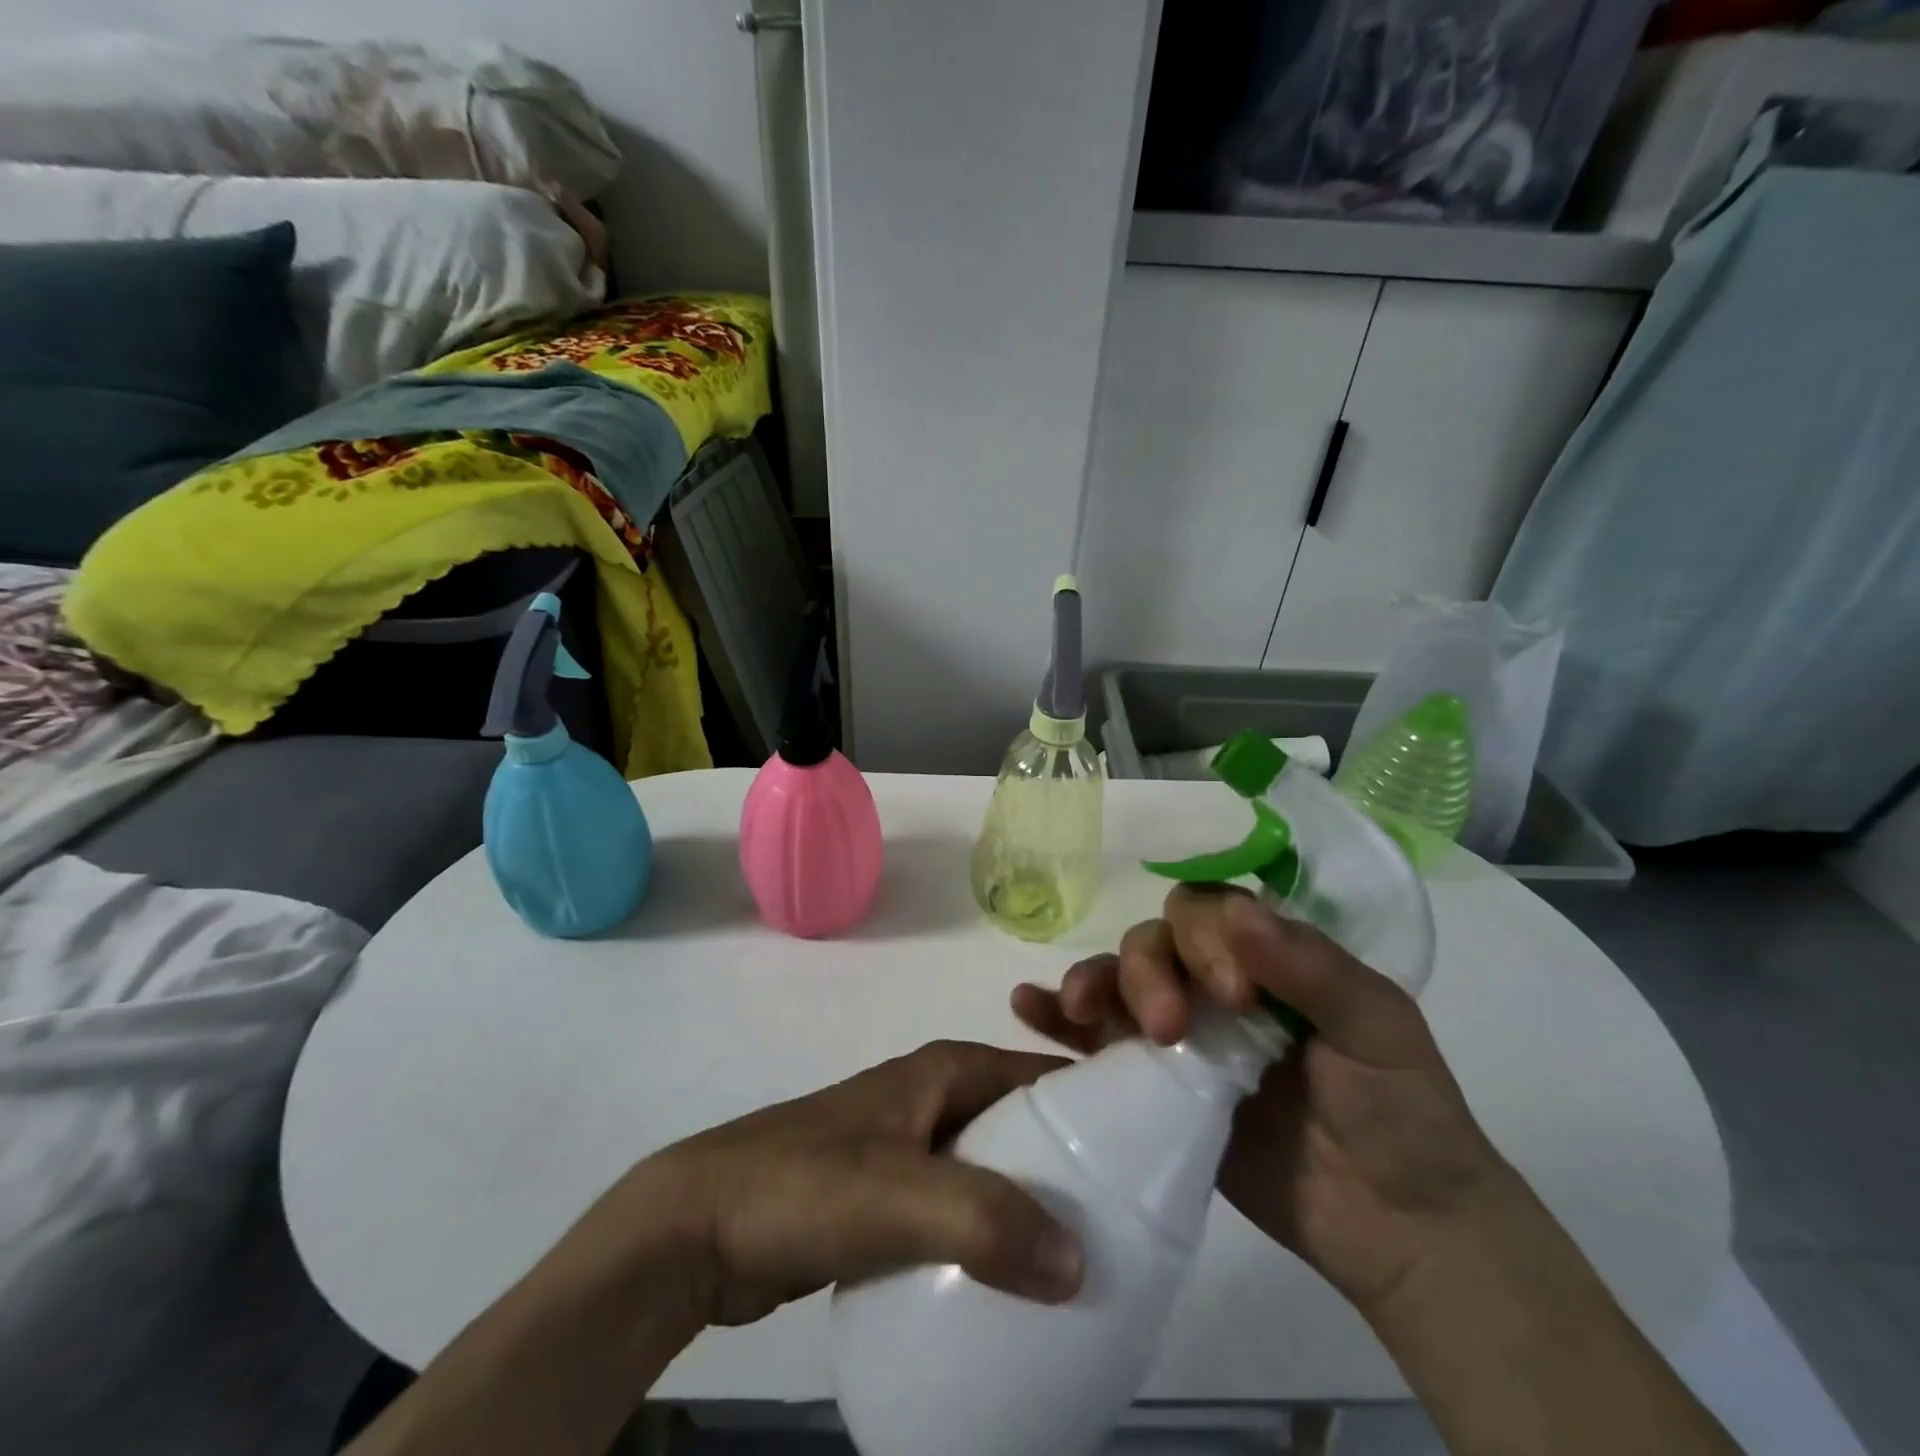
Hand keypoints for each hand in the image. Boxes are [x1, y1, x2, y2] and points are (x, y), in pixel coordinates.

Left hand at [628, 1040, 1085, 1326]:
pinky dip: (992, 1239)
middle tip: (1125, 1228)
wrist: (700, 1225)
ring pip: (993, 1171)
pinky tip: (1015, 1289)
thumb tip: (1081, 1262)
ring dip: (1032, 1209)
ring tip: (1084, 1265)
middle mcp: (935, 1098)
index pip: (1042, 1073)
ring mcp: (910, 1147)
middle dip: (1072, 1167)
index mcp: (946, 1071)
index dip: (1095, 1103)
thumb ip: (986, 1220)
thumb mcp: (899, 1196)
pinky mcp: (889, 1197)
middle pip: (1023, 1125)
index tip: (1148, 1156)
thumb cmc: (803, 1185)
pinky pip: (960, 1212)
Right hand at [1011, 885, 1515, 1316]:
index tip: (1232, 996)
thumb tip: (1238, 912)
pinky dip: (1056, 1019)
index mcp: (1266, 956)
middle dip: (1149, 971)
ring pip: (1118, 980)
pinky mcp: (1153, 1083)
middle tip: (1169, 1028)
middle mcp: (1214, 983)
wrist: (1398, 1230)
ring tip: (1078, 1007)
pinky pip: (1095, 1039)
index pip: (1209, 912)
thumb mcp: (1377, 1027)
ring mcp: (1180, 1034)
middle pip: (1154, 942)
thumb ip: (1311, 968)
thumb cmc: (1402, 1114)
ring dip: (1092, 982)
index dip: (1205, 938)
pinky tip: (1026, 1008)